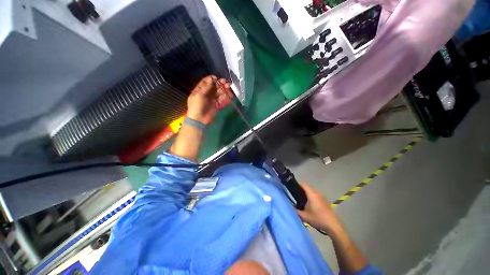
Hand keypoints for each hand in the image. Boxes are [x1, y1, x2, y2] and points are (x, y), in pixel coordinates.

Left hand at [186, 76, 232, 124]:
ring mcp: (211, 99)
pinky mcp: (216, 104)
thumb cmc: (197, 106)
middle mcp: (206, 93)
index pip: (206, 82)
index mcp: (200, 89)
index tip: (218, 78)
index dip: (212, 79)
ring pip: (218, 92)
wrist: (199, 119)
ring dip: (223, 89)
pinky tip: (228, 95)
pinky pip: (221, 99)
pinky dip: (224, 96)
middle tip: (226, 83)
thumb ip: (206, 87)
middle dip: (220, 84)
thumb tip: (212, 79)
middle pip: (214, 86)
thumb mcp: (199, 95)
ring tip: (228, 88)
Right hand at [296, 183, 342, 233]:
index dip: (297, 185)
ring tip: (303, 203)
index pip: (303, 184)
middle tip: (296, 198)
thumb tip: (291, 206)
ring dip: (307, 195)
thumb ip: (296, 210)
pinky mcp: (325, 201)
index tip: (292, 189)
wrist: (333, 226)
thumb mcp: (304, 216)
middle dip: (301, 192)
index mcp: (312, 194)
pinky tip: (311, 207)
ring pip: (312, 192)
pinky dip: (312, 199)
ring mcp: (322, 196)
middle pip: (307, 188)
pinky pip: (316, 196)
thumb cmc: (318, 219)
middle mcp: (317, 193)